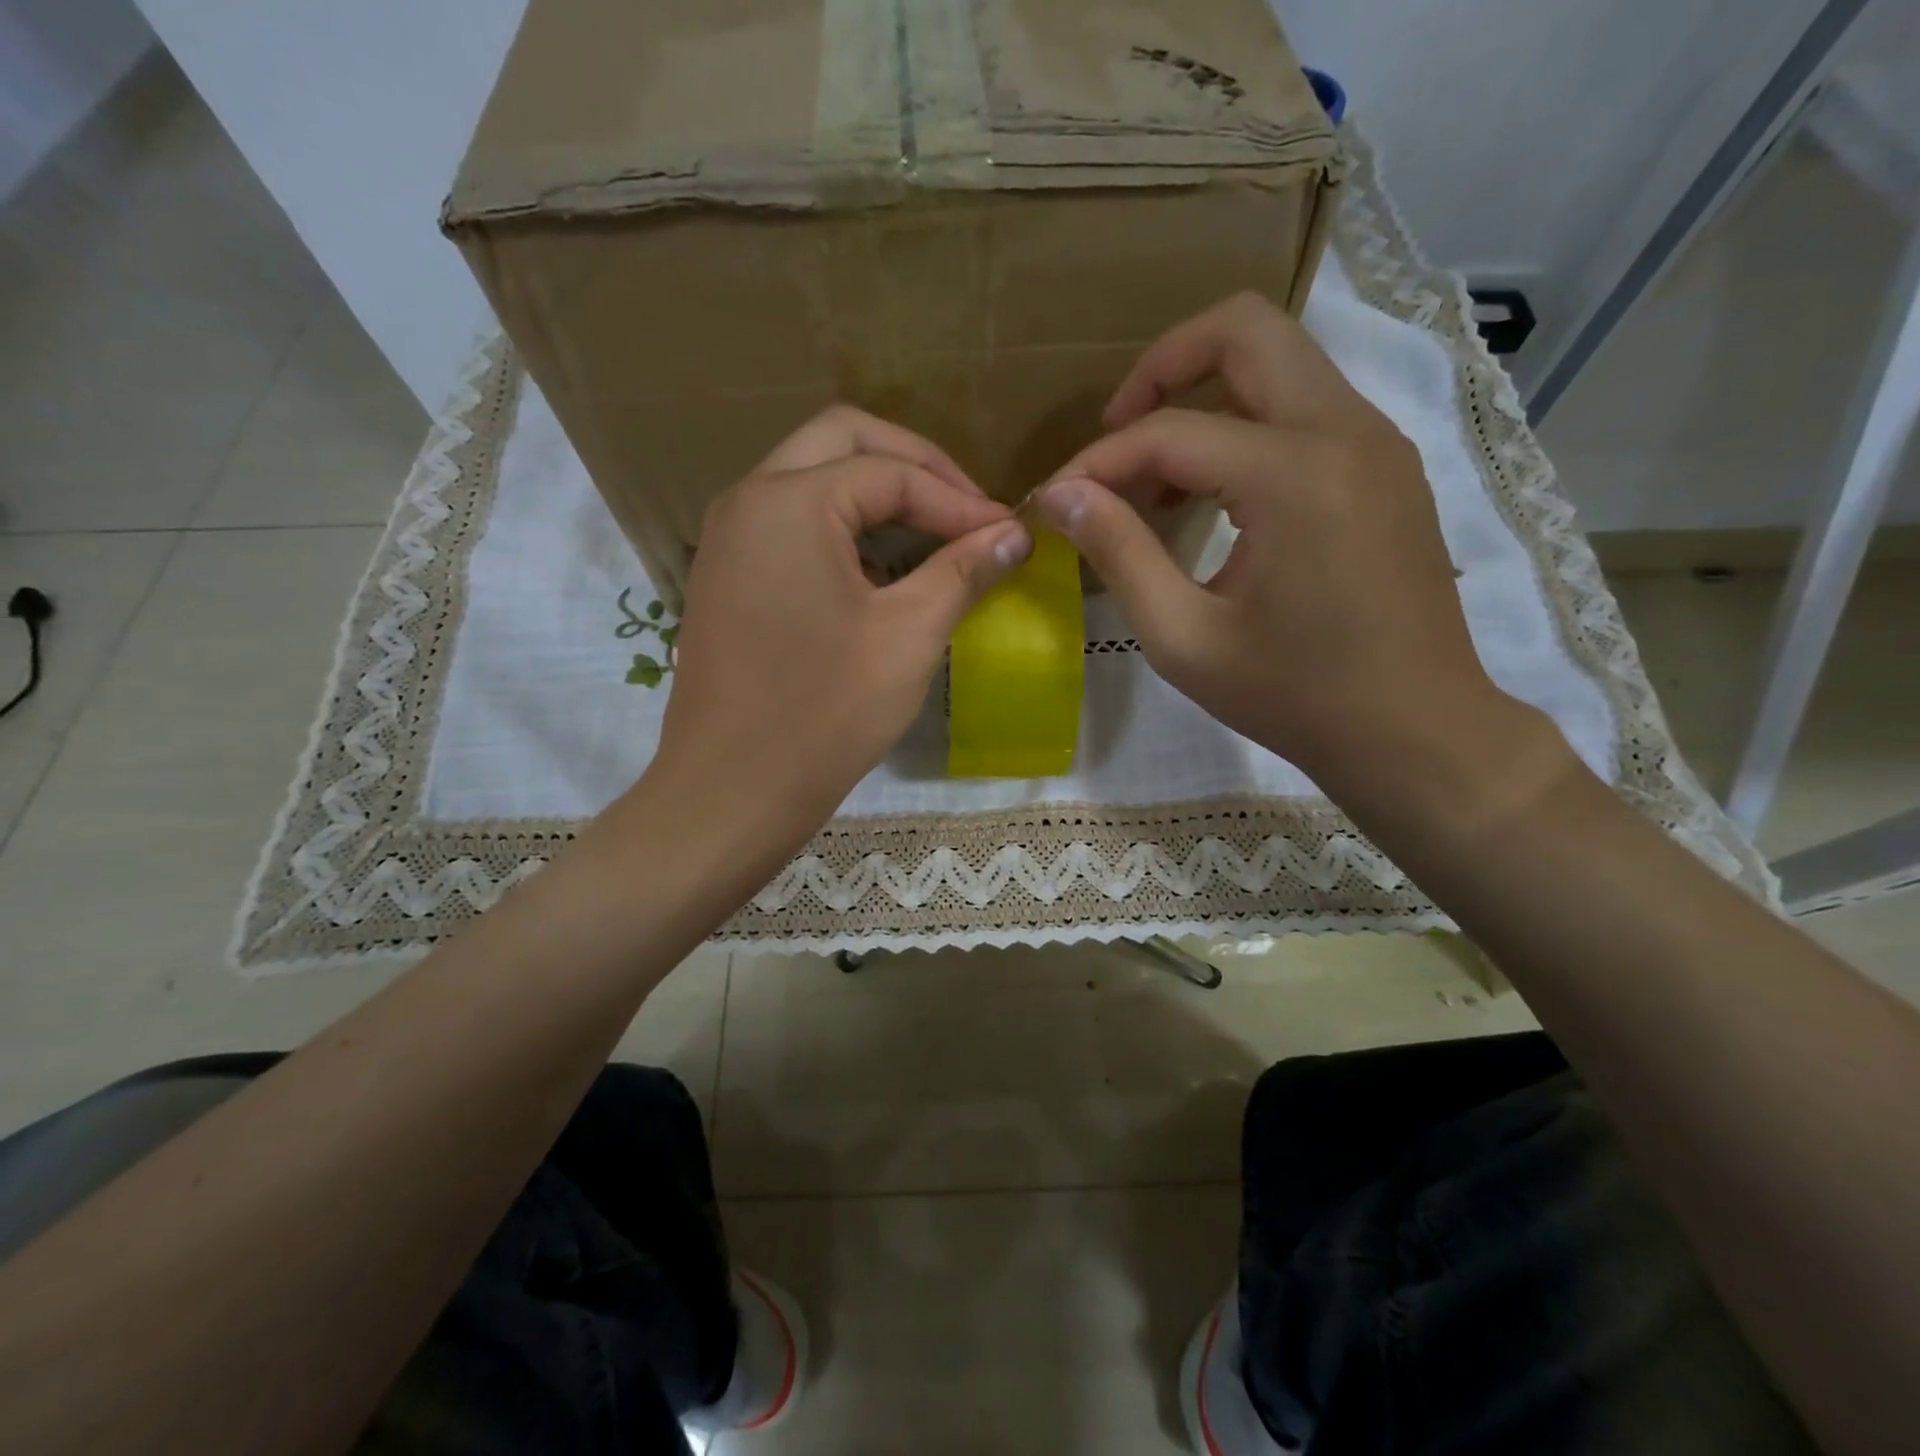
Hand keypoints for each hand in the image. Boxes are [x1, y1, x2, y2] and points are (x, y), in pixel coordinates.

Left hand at [652, 405, 1031, 843]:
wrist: (730, 793)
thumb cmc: (824, 715)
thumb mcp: (907, 637)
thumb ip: (963, 571)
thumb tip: (1014, 534)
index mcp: (790, 502)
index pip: (891, 472)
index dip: (959, 500)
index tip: (1009, 534)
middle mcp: (749, 500)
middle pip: (843, 442)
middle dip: (914, 467)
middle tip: (967, 510)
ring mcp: (729, 538)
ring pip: (812, 478)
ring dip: (876, 494)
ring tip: (934, 536)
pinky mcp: (727, 576)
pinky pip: (791, 523)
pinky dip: (842, 527)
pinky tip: (882, 572)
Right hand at [1038, 292, 1550, 797]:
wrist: (1415, 732)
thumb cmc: (1294, 696)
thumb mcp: (1184, 638)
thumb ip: (1119, 554)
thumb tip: (1062, 495)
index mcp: (1295, 475)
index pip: (1171, 431)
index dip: (1099, 461)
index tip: (1057, 500)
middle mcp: (1346, 431)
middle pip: (1245, 329)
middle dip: (1163, 368)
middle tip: (1117, 436)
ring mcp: (1377, 442)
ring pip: (1281, 361)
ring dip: (1206, 396)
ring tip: (1157, 480)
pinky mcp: (1387, 466)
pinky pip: (1306, 407)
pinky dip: (1247, 427)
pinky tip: (1216, 498)